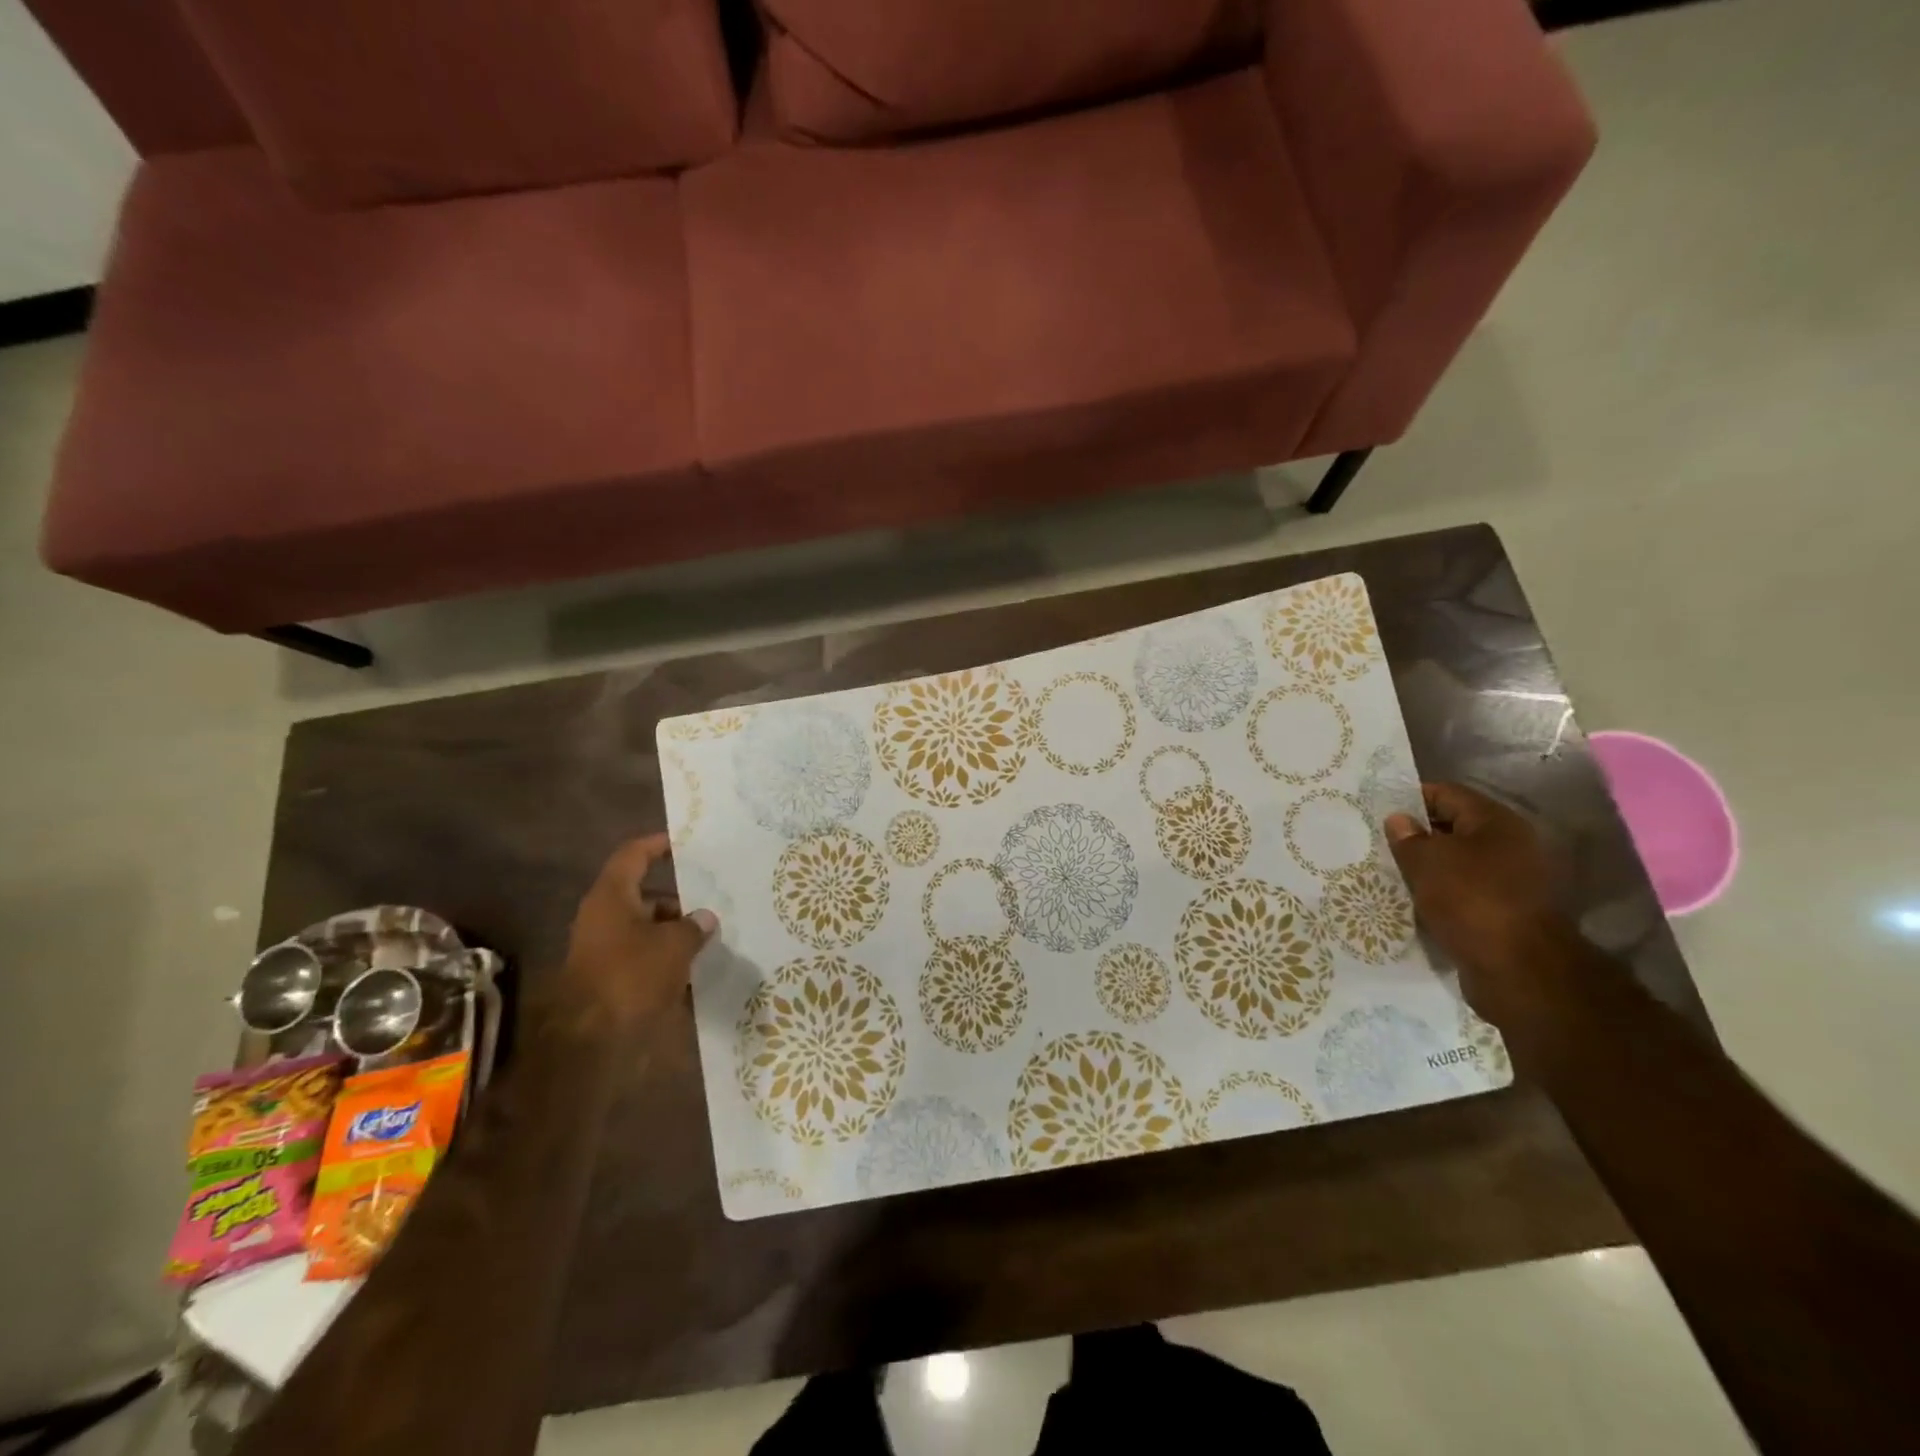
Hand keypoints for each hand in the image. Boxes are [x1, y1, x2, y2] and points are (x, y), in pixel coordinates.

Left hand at [549, 835, 717, 1036]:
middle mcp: (603, 916)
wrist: (590, 1042)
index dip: (659, 845)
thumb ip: (694, 926)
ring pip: (645, 925)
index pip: (634, 855)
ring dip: (674, 927)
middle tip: (712, 896)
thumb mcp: (674, 945)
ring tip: (710, 933)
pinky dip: (665, 952)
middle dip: (678, 895)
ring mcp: (603, 947)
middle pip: (643, 893)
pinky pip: (642, 952)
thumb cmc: (631, 977)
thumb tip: (706, 917)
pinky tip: (694, 962)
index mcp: (612, 896)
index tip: (686, 843)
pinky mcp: (609, 976)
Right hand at [1385, 783, 1568, 1017]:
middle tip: (1378, 843)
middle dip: (1416, 835)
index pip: (1446, 794)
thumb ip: (1408, 838)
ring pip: (1457, 864)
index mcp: (1496, 822)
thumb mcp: (1427, 862)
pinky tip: (1413, 901)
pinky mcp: (1505, 912)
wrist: (1519, 970)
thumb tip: (1399, 820)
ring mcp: (1511, 881)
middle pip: (1453, 829)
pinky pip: (1464, 893)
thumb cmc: (1471, 901)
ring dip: (1427, 868)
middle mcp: (1509, 846)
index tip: (1377, 811)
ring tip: (1389, 873)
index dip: (1410, 798)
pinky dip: (1440, 895)